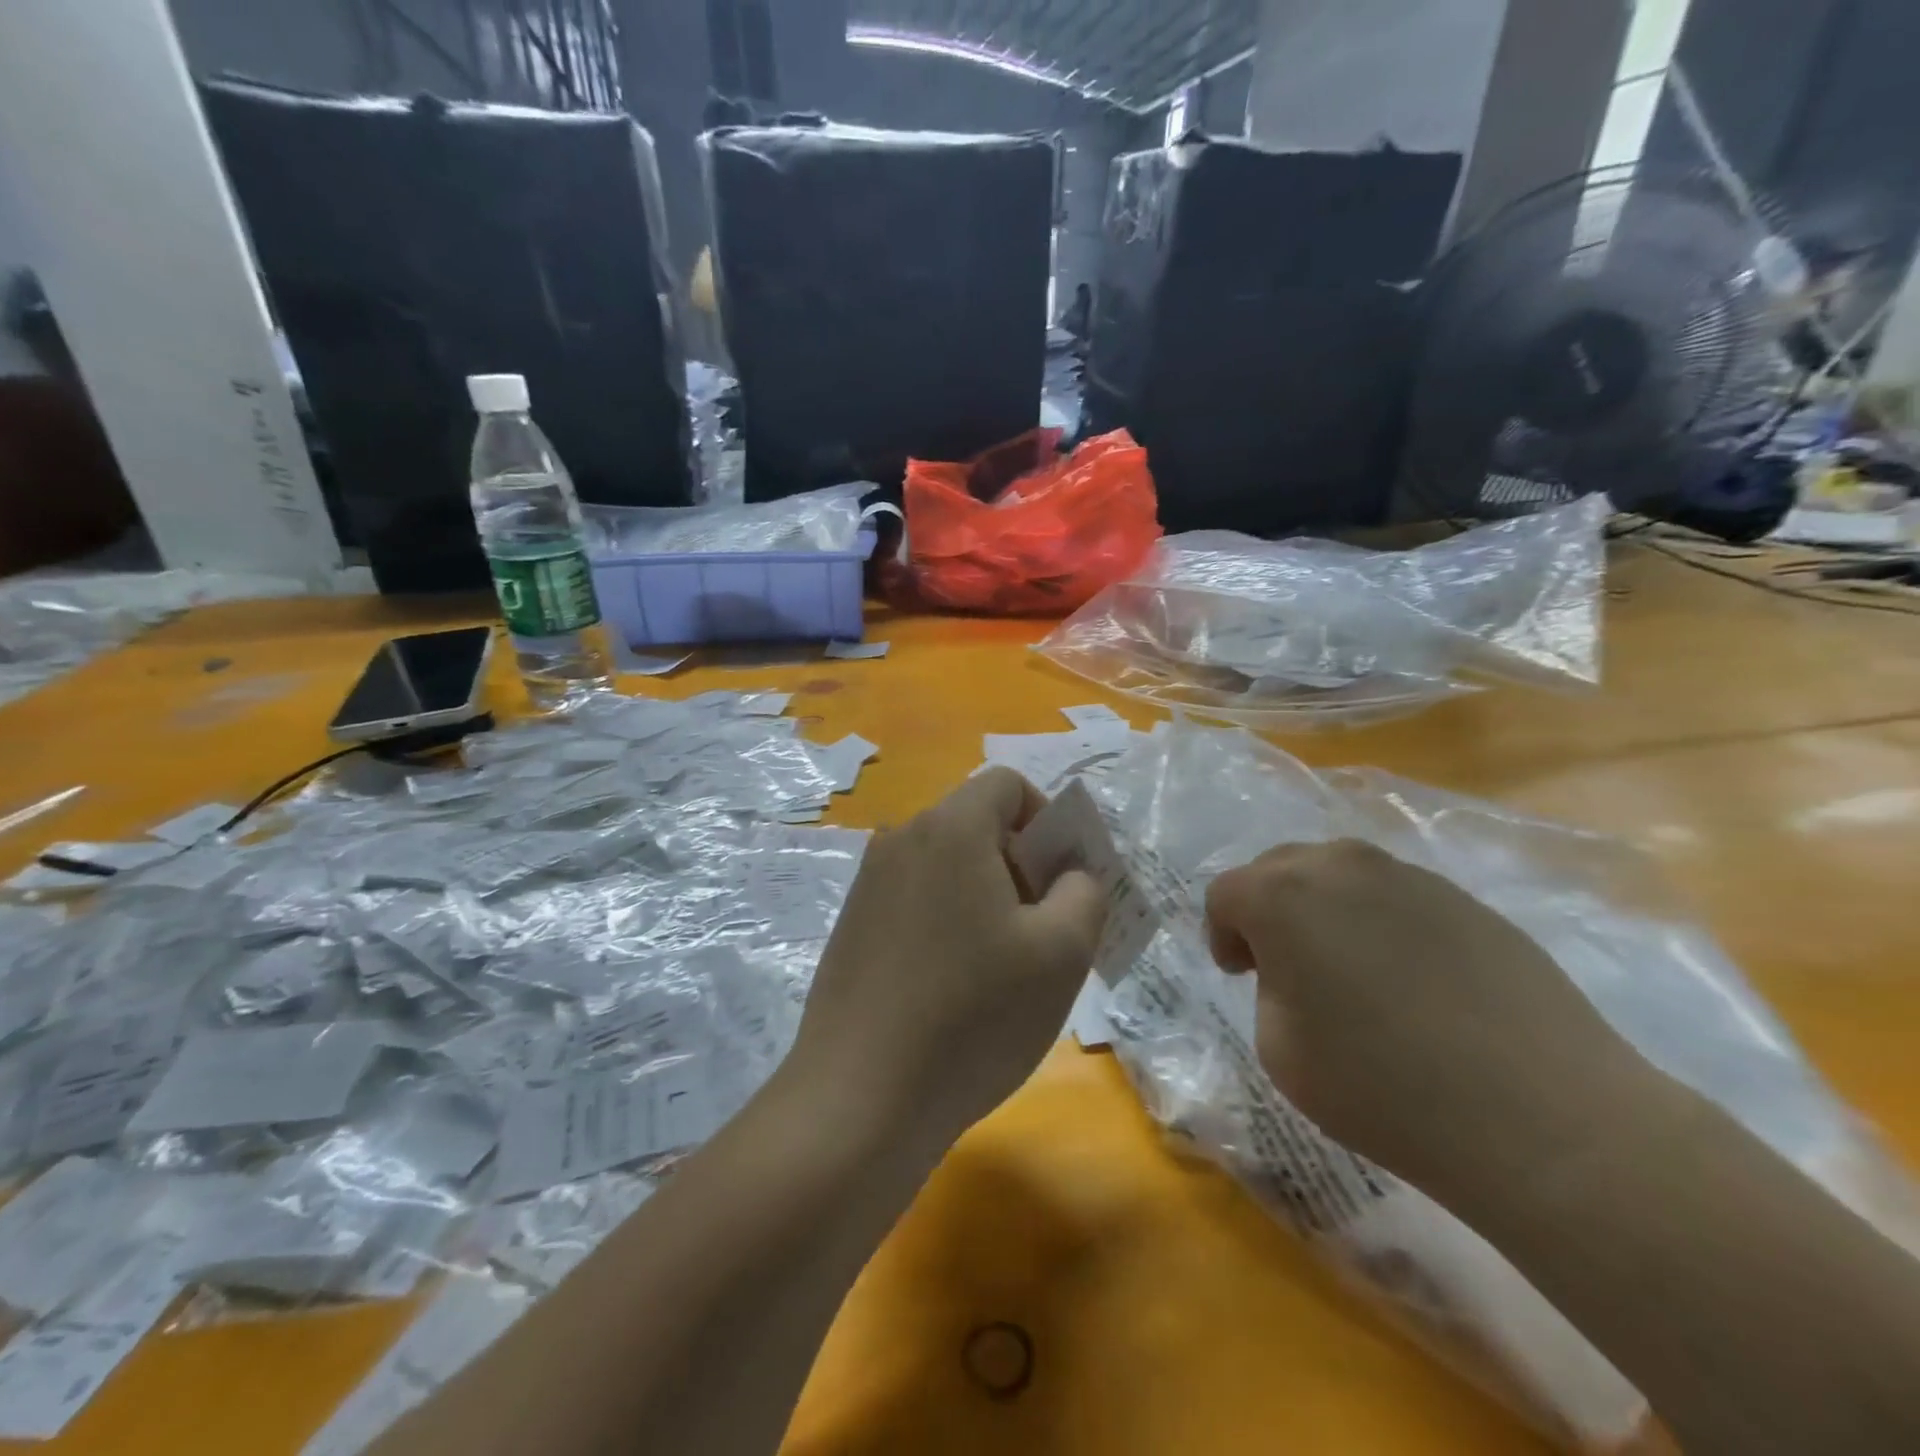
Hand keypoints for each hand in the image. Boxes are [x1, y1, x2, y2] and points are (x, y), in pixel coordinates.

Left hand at [784, 768, 1107, 1159]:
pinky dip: (948, 921)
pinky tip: (955, 988)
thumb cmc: (973, 1016)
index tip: (1063, 881)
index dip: (1049, 820)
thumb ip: (1084, 891)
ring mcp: (868, 884)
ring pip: (947, 866)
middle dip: (1022, 864)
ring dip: (987, 897)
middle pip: (977, 824)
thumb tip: (1071, 873)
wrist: (858, 1099)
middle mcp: (900, 839)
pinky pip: (916, 900)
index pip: (1008, 784)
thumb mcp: (1062, 953)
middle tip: (1044, 933)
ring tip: (1003, 969)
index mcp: (949, 827)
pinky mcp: (852, 926)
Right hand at [1205, 840, 1646, 1207]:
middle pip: (1280, 868)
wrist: (1545, 1120)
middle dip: (1269, 909)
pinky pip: (1397, 897)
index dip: (1223, 933)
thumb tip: (1299, 970)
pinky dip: (1382, 923)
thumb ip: (1271, 987)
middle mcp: (1341, 867)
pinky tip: (1410, 982)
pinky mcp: (1467, 901)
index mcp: (1283, 896)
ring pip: (1341, 875)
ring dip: (1326, 910)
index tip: (1239, 975)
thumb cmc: (1385, 1088)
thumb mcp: (1281, 1049)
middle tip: (1284, 965)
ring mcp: (1410, 877)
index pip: (1227, 893)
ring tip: (1349, 970)